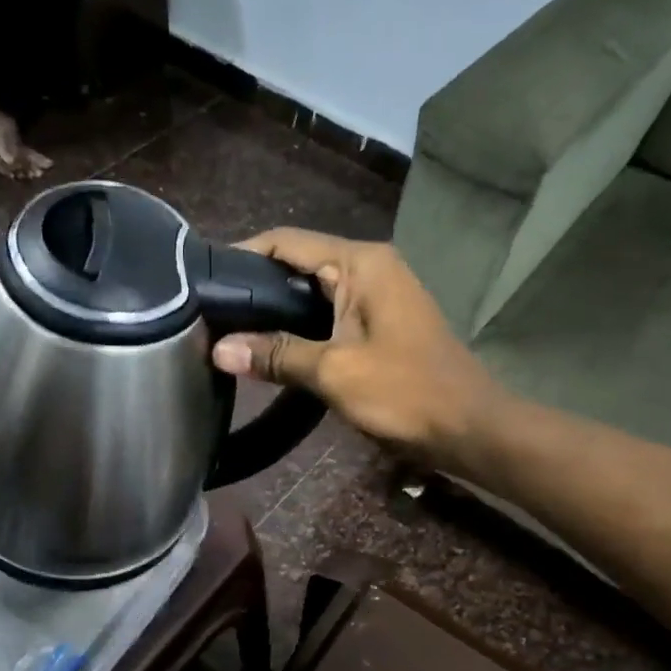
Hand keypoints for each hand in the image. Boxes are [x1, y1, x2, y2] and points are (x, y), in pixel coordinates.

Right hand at [210, 229, 504, 471]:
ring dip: (277, 312)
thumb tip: (218, 349)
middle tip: (210, 315)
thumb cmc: (405, 392)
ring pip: (313, 294)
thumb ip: (277, 354)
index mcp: (361, 263)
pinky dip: (301, 329)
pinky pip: (330, 316)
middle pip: (299, 265)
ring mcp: (379, 296)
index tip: (202, 282)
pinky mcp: (381, 324)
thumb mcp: (335, 372)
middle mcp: (370, 268)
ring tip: (230, 333)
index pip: (287, 242)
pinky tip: (273, 351)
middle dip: (256, 288)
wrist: (469, 428)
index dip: (242, 256)